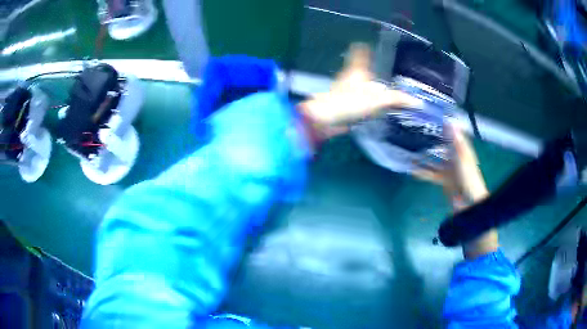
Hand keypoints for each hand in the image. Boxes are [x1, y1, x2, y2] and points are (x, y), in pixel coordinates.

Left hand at [299, 43, 420, 133]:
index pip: (359, 53)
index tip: (367, 43)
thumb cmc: (350, 102)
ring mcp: (345, 91)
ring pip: (359, 85)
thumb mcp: (378, 100)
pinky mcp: (344, 104)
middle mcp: (350, 77)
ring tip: (384, 91)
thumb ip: (397, 100)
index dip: (363, 47)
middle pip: (360, 69)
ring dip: (369, 88)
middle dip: (371, 70)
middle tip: (385, 73)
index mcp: (357, 70)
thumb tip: (417, 102)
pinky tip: (375, 107)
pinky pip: (358, 99)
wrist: (326, 119)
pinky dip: (366, 101)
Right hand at [415, 125, 487, 207]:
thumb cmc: (468, 179)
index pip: (454, 133)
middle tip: (417, 130)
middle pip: (442, 145)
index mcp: (462, 150)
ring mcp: (449, 169)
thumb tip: (449, 121)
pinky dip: (423, 171)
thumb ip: (455, 141)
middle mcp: (455, 157)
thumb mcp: (462, 158)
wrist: (468, 203)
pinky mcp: (443, 180)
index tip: (433, 116)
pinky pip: (431, 173)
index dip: (446, 125)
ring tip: (411, 148)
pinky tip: (412, 169)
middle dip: (432, 139)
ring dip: (425, 155)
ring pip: (435, 159)